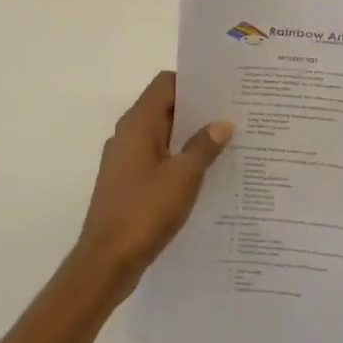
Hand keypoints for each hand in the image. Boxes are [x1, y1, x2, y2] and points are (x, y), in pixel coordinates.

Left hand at [74, 72, 232, 293]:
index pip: (165, 84)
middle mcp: (128, 135)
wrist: (107, 261)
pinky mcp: (128, 182)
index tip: (223, 88)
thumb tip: (222, 123)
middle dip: (198, 110)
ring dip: (190, 136)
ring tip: (227, 142)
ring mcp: (125, 160)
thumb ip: (204, 146)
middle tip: (234, 114)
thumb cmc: (145, 211)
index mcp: (138, 124)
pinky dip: (179, 159)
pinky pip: (158, 158)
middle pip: (165, 108)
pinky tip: (206, 173)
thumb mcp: (184, 177)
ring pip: (163, 135)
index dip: (194, 82)